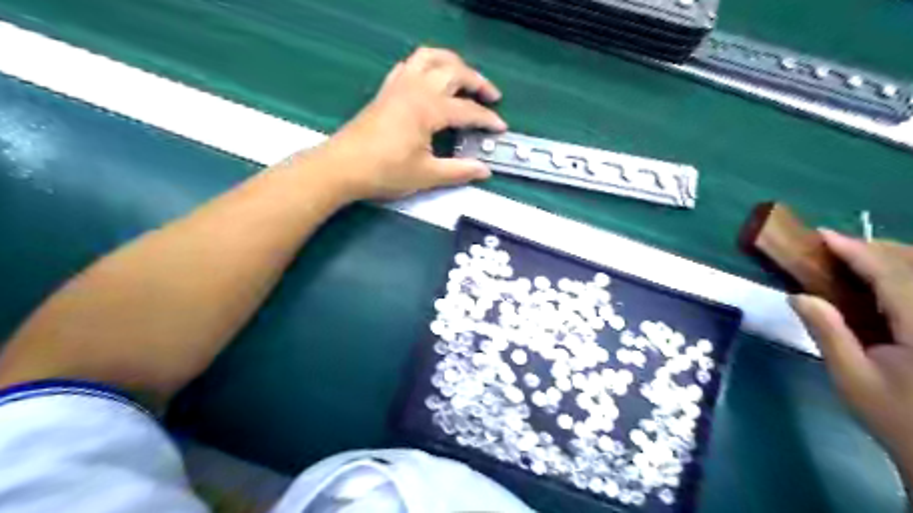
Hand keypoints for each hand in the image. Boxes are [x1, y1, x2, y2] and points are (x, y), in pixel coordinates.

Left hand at [313, 45, 506, 200]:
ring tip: (465, 78)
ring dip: (453, 63)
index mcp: (429, 108)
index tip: (501, 128)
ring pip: (431, 57)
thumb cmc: (385, 172)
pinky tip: (431, 79)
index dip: (487, 120)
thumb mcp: (427, 175)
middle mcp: (416, 88)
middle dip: (478, 82)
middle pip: (454, 72)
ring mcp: (399, 85)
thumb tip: (485, 171)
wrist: (342, 167)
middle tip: (492, 97)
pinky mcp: (387, 90)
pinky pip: (410, 64)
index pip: (467, 111)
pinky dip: (427, 64)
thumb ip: (459, 171)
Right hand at [789, 233, 911, 472]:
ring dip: (891, 258)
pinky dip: (904, 276)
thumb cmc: (896, 417)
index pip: (890, 275)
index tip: (822, 235)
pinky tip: (882, 280)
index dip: (856, 251)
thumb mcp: (851, 377)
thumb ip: (827, 333)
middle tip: (831, 246)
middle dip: (874, 249)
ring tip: (853, 257)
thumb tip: (798, 295)